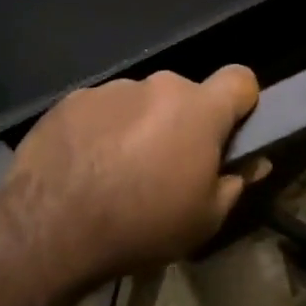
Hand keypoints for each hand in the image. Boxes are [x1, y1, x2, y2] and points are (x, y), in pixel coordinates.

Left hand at [1, 67, 263, 284]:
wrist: (52, 226)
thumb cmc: (142, 225)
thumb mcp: (205, 220)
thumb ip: (235, 183)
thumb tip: (254, 162)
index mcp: (197, 109)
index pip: (240, 79)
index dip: (242, 102)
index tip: (230, 132)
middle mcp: (156, 85)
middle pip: (184, 96)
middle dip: (182, 124)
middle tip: (168, 168)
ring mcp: (110, 89)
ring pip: (140, 103)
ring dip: (140, 127)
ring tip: (118, 173)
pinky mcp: (72, 100)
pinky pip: (101, 110)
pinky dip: (101, 131)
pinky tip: (86, 167)